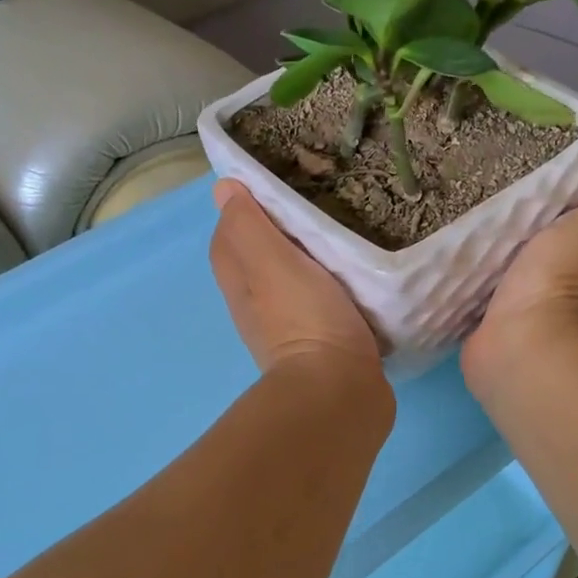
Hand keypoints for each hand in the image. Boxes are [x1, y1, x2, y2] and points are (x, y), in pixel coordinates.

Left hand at [210, 180, 382, 375]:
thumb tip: (223, 188)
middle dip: (278, 231)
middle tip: (314, 205)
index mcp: (240, 282)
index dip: (245, 209)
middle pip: (258, 258)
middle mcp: (255, 305)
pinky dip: (329, 285)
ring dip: (307, 259)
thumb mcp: (272, 262)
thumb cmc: (305, 318)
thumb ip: (249, 225)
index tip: (276, 187)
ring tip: (338, 233)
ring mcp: (287, 327)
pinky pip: (319, 303)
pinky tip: (354, 277)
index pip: (229, 235)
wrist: (339, 390)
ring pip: (290, 281)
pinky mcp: (321, 344)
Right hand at [464, 172, 577, 377]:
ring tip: (445, 214)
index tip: (517, 173)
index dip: (547, 201)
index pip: (563, 222)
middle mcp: (547, 285)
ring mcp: (510, 307)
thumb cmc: (556, 282)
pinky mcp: (477, 323)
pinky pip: (464, 290)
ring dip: (476, 249)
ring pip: (492, 266)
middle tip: (470, 190)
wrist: (519, 345)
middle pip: (524, 244)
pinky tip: (436, 254)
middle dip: (504, 223)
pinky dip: (454, 276)